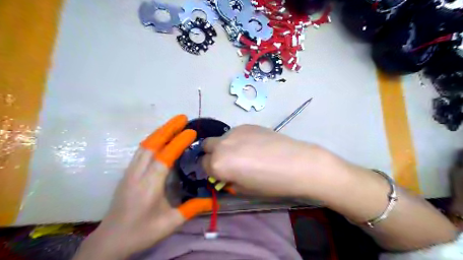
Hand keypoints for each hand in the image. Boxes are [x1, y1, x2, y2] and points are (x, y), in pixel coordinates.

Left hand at [73, 116, 213, 259]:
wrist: (110, 240)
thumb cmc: (141, 232)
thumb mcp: (170, 223)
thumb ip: (192, 209)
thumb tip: (213, 200)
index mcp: (149, 186)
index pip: (164, 157)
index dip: (178, 142)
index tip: (191, 132)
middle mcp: (137, 174)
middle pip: (151, 145)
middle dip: (167, 129)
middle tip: (182, 118)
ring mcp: (130, 172)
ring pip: (144, 145)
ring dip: (160, 132)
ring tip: (174, 124)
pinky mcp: (128, 173)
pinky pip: (141, 151)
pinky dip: (153, 140)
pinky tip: (161, 138)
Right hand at [201, 125, 330, 197]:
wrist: (296, 163)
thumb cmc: (270, 183)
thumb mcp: (243, 190)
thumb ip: (228, 181)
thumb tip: (225, 174)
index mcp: (218, 164)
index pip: (203, 166)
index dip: (211, 171)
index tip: (220, 174)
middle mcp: (221, 145)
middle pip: (206, 146)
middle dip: (211, 154)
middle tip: (227, 161)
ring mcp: (234, 132)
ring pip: (221, 138)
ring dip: (225, 145)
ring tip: (244, 152)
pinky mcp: (246, 125)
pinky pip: (235, 132)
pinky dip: (238, 139)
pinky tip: (254, 145)